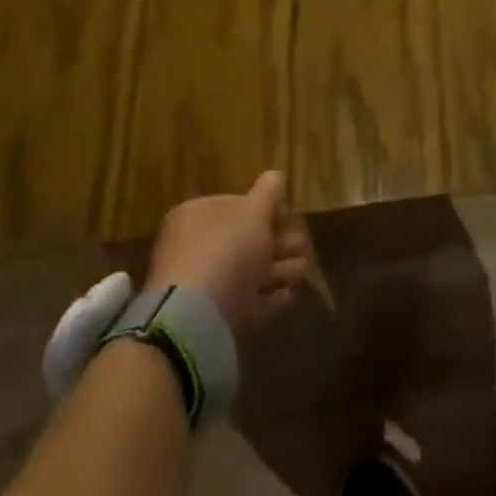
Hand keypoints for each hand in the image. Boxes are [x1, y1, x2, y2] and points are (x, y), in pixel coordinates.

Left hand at [145, 172, 310, 338]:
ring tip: (303, 270)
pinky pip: (241, 303)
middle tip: (302, 244)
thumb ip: (268, 192)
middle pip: (240, 241)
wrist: (198, 316)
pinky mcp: (207, 319)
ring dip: (276, 270)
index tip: (287, 215)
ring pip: (244, 273)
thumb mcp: (255, 211)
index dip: (262, 209)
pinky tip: (288, 296)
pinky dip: (265, 298)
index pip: (232, 205)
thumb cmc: (227, 249)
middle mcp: (191, 248)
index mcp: (195, 215)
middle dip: (275, 243)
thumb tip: (275, 176)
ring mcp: (198, 286)